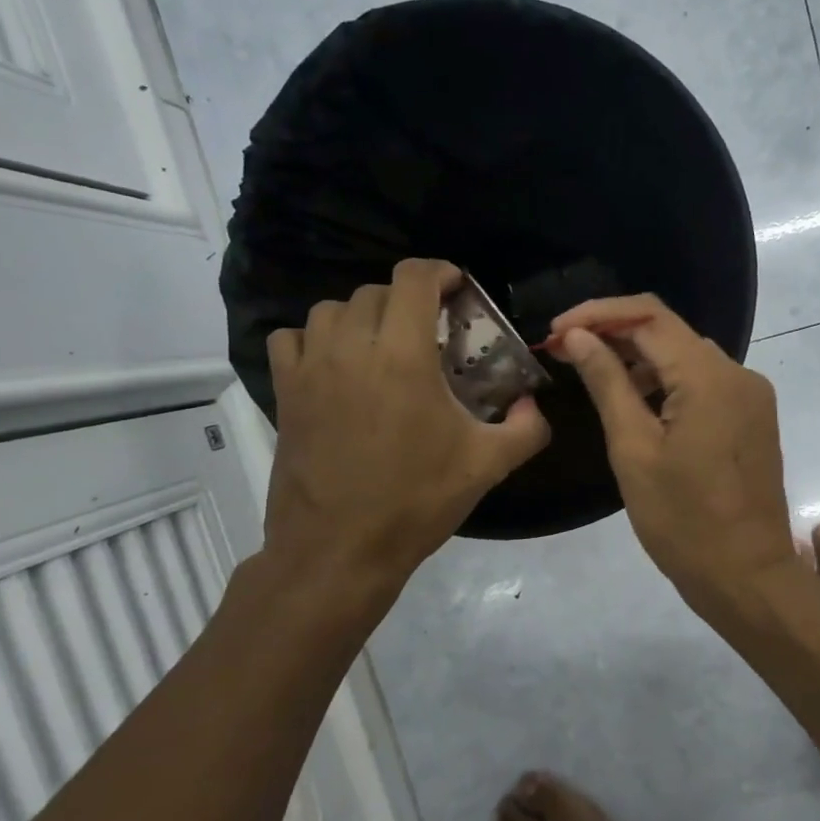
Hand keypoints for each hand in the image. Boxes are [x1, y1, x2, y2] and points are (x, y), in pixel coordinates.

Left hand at [264, 260, 549, 583]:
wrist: (340, 549)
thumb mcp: (488, 466)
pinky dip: (314, 339)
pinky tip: (334, 364)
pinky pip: (291, 339)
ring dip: (362, 316)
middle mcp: (352, 348)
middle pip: (375, 292)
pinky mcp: (285, 393)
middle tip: (429, 329)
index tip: (457, 288)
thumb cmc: (417, 501)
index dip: (439, 272)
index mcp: (403, 356)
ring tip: (382, 344)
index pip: (413, 278)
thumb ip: (526, 428)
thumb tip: (534, 405)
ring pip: (330, 309)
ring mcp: (311, 369)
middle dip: (407, 299)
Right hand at [550, 294, 793, 612]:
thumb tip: (577, 336)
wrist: (747, 576)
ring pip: (687, 357)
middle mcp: (738, 373)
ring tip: (592, 375)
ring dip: (640, 358)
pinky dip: (667, 383)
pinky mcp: (752, 418)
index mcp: (709, 377)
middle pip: (670, 332)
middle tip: (565, 352)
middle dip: (615, 334)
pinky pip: (705, 383)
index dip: (597, 315)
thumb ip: (607, 383)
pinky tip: (636, 402)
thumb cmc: (683, 522)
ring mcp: (751, 396)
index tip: (555, 331)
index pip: (648, 317)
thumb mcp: (634, 450)